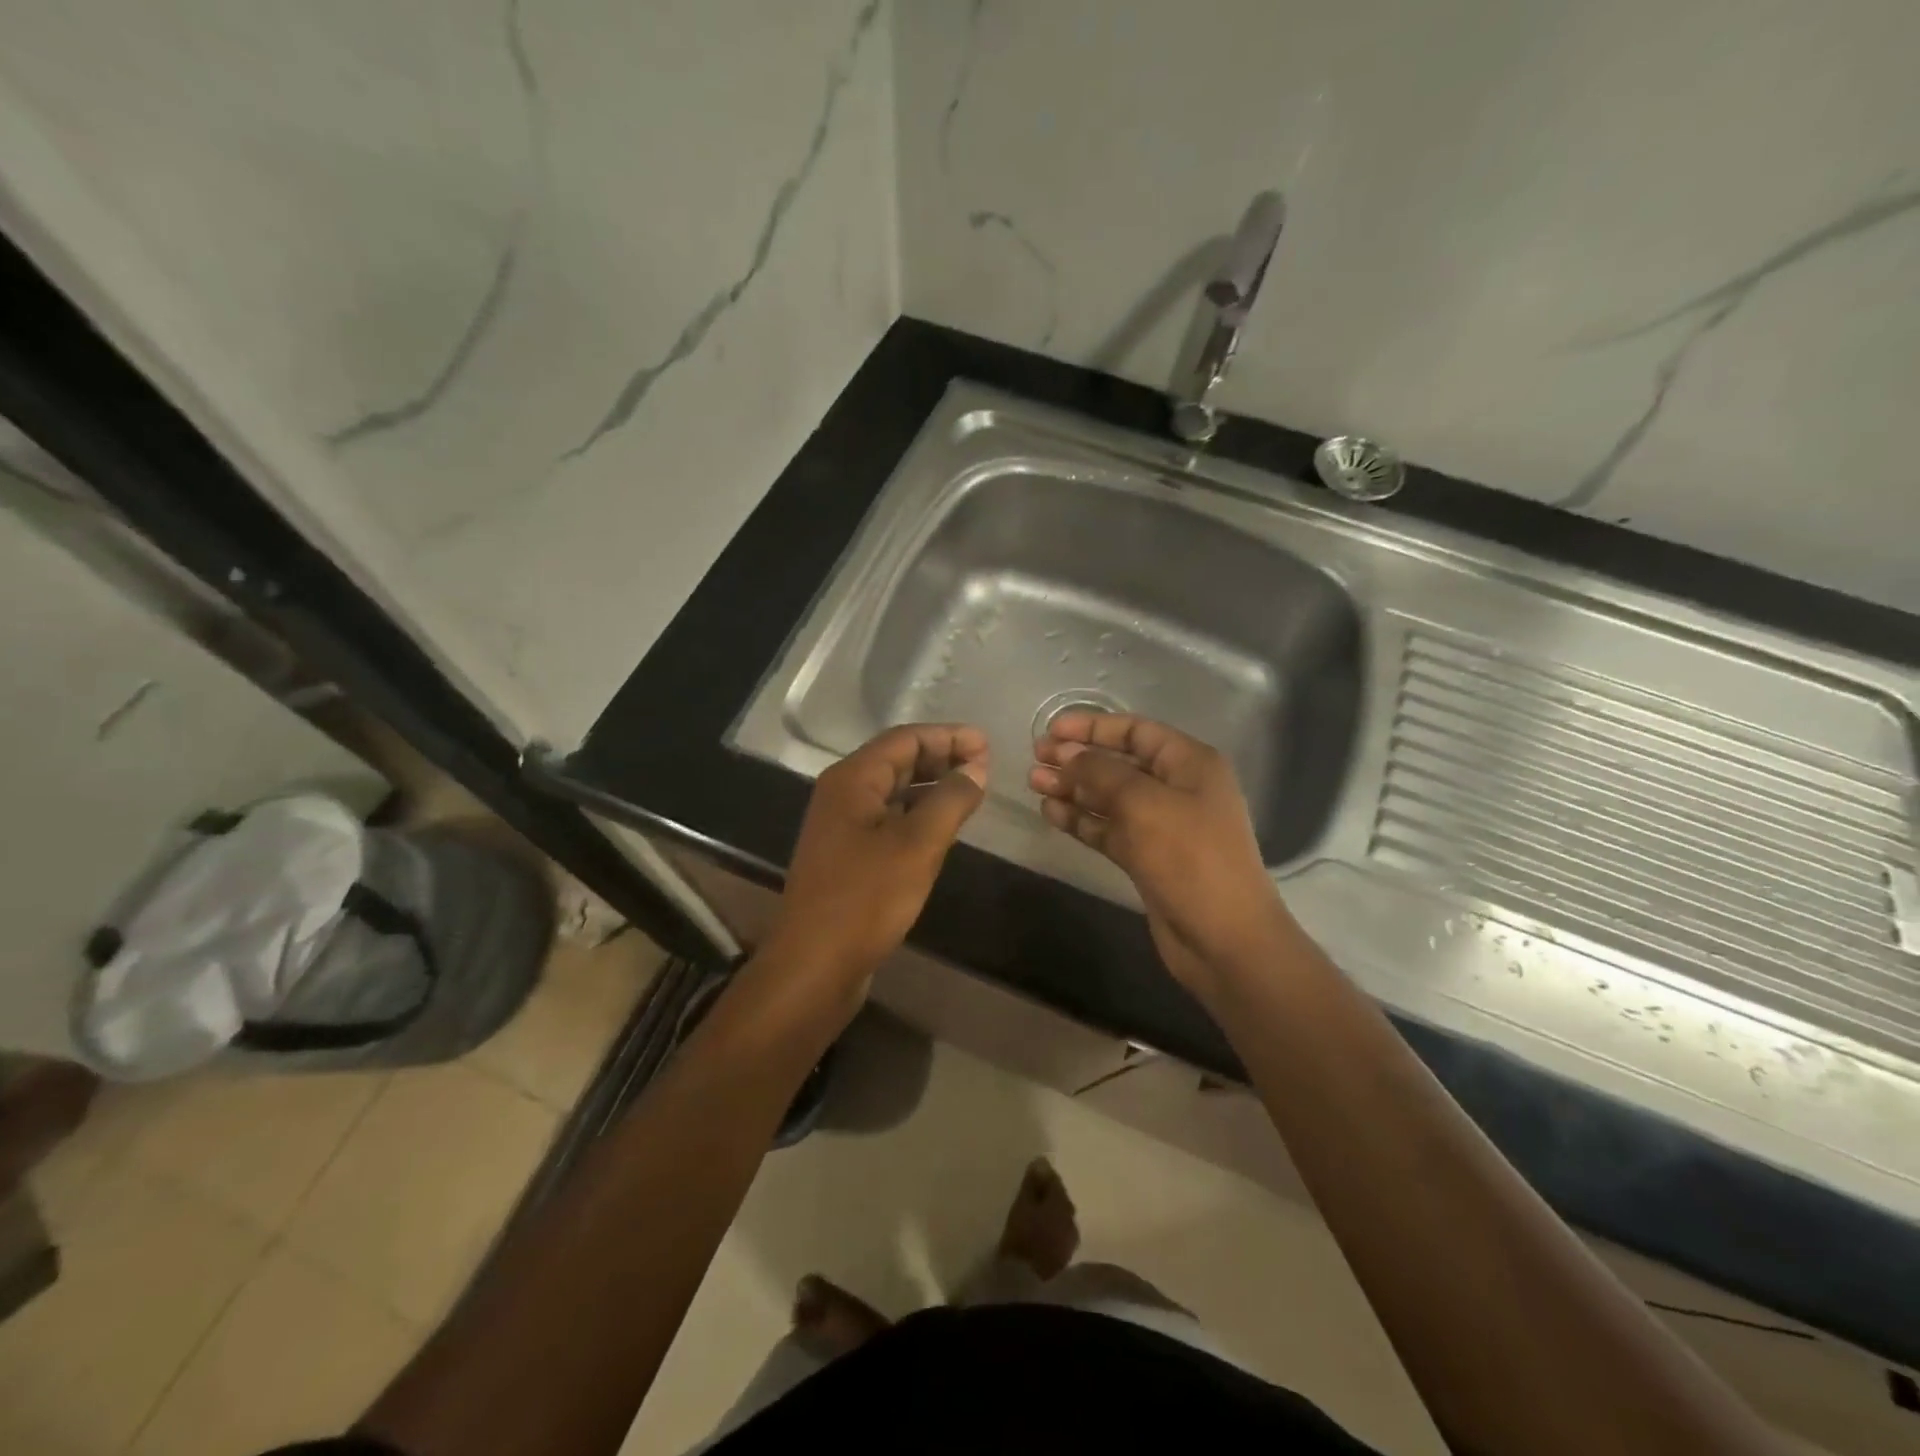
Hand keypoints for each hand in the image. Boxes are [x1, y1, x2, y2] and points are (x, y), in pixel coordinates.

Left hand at [768, 723, 988, 993]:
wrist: (814, 966)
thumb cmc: (865, 899)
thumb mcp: (918, 845)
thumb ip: (950, 800)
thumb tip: (976, 767)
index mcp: (852, 780)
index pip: (904, 740)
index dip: (947, 736)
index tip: (987, 743)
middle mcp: (842, 795)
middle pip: (897, 761)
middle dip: (941, 757)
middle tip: (985, 765)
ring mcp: (842, 827)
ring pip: (894, 792)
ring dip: (932, 786)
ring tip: (972, 790)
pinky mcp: (848, 856)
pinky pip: (889, 819)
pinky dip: (918, 814)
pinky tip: (943, 826)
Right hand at [1029, 712, 1290, 996]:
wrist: (1223, 937)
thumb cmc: (1189, 857)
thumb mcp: (1142, 803)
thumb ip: (1100, 773)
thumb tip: (1067, 756)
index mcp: (1189, 764)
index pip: (1136, 731)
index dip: (1092, 727)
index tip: (1051, 730)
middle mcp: (1177, 788)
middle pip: (1119, 763)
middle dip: (1077, 758)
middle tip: (1035, 758)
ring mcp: (1162, 825)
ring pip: (1109, 798)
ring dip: (1073, 789)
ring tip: (1034, 784)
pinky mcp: (1147, 858)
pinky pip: (1108, 829)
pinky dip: (1081, 820)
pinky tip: (1050, 813)